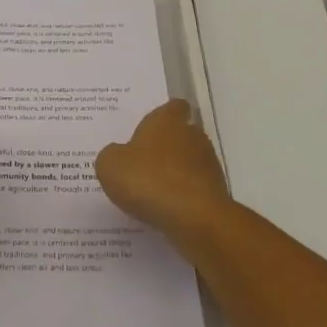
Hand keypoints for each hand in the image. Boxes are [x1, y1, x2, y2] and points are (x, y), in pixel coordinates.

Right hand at [95, 99, 234, 247]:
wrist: (195, 219)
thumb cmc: (149, 180)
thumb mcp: (111, 165)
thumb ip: (112, 155)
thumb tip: (119, 155)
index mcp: (167, 120)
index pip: (173, 107)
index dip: (163, 115)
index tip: (149, 129)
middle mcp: (192, 135)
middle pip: (181, 134)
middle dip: (166, 147)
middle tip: (142, 163)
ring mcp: (208, 164)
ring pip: (189, 162)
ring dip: (175, 173)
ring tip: (152, 192)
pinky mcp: (216, 192)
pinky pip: (195, 189)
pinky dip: (183, 196)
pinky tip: (166, 211)